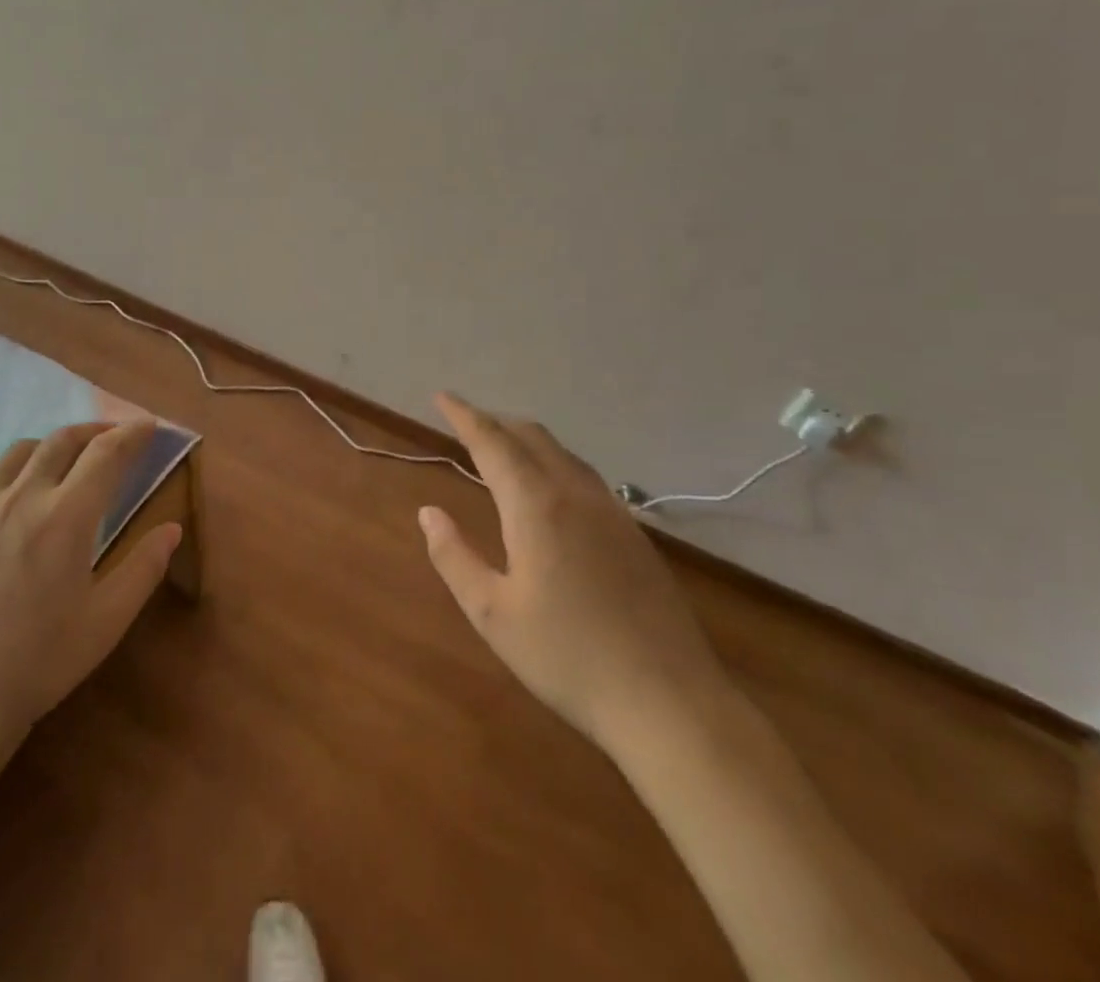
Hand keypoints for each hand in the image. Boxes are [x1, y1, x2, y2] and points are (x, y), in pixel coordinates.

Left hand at [0, 422, 182, 753]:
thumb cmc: (36, 664)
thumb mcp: (106, 622)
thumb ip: (144, 568)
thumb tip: (172, 528)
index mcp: (68, 515)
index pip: (108, 453)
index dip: (132, 433)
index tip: (148, 426)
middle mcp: (24, 495)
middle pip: (63, 440)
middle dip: (94, 430)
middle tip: (112, 438)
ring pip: (20, 451)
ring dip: (51, 445)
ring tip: (63, 459)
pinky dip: (6, 470)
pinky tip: (8, 489)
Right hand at [418, 393, 730, 749]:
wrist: (671, 703)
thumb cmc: (568, 657)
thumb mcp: (492, 613)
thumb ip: (454, 556)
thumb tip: (429, 513)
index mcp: (536, 506)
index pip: (492, 443)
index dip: (464, 416)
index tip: (442, 396)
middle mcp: (575, 495)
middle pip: (531, 437)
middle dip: (494, 421)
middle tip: (465, 422)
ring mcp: (612, 512)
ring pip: (562, 454)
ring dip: (526, 439)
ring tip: (501, 448)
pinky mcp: (634, 535)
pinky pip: (585, 476)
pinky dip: (554, 462)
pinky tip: (550, 489)